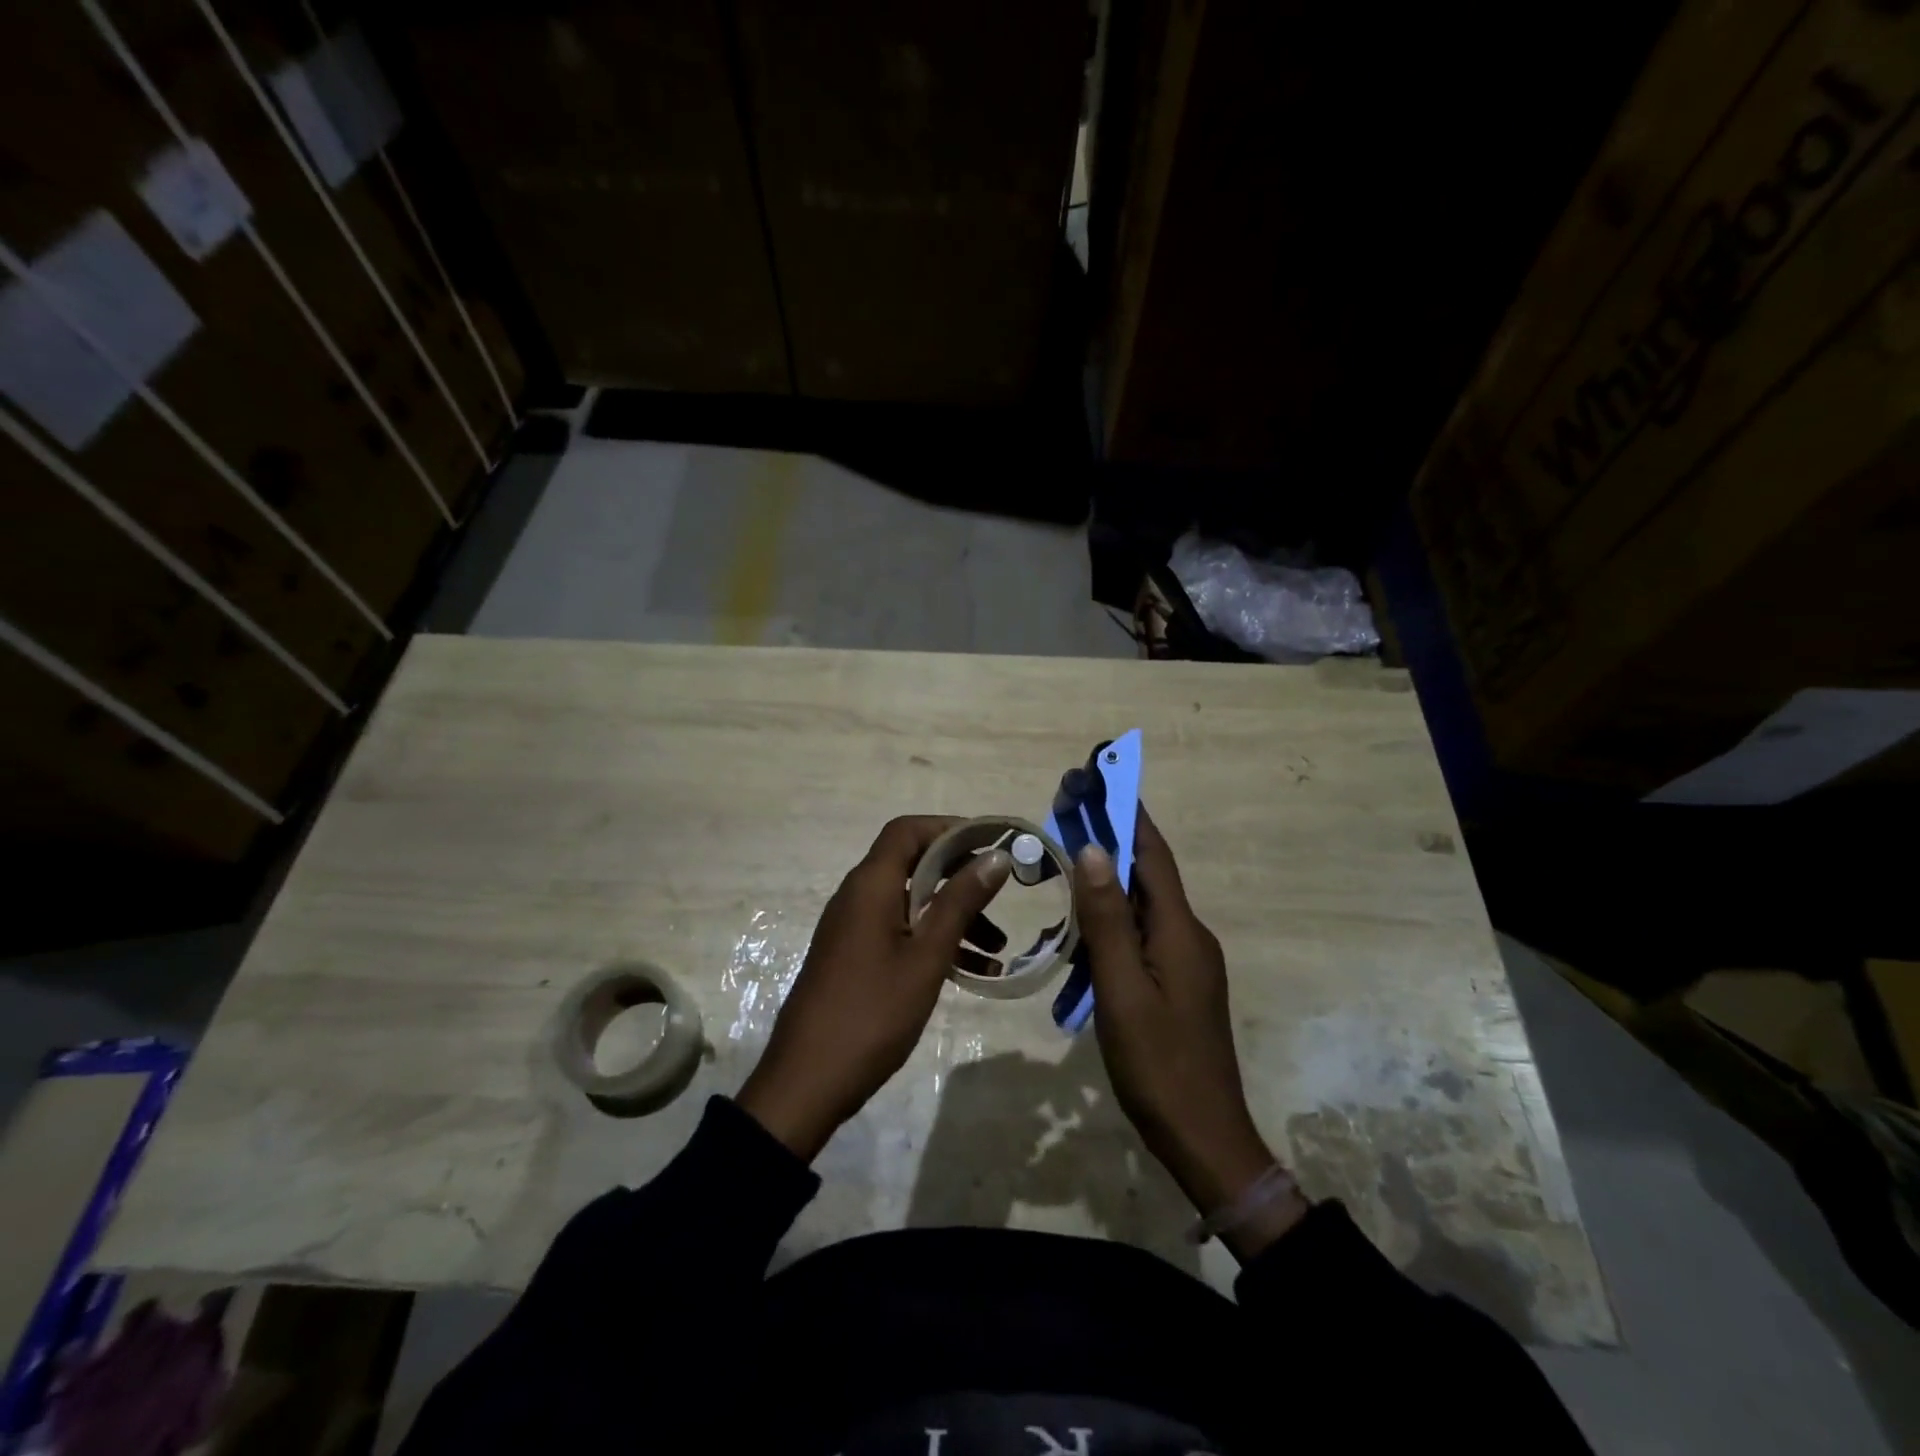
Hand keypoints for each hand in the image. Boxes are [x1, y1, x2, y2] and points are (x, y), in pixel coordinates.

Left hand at [737, 816, 1009, 1160]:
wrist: (807, 1082)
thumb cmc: (872, 1012)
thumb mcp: (926, 956)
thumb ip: (960, 903)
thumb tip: (995, 858)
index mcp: (870, 885)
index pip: (908, 831)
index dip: (949, 828)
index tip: (991, 843)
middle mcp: (858, 896)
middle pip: (913, 864)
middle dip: (960, 875)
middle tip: (1002, 892)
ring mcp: (854, 928)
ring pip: (912, 903)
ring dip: (953, 916)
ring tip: (998, 947)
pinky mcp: (854, 957)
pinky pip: (901, 933)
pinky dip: (934, 942)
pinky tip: (972, 972)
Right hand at [1074, 809, 1308, 1258]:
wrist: (1205, 1140)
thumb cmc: (1158, 1065)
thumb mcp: (1121, 990)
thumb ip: (1107, 920)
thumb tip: (1094, 850)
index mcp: (1180, 931)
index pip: (1152, 856)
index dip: (1128, 815)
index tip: (1102, 778)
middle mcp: (1189, 936)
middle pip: (1146, 879)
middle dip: (1108, 848)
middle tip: (1066, 822)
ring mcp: (1187, 962)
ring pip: (1139, 913)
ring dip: (1103, 895)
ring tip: (1062, 886)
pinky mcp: (1179, 985)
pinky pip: (1141, 942)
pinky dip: (1110, 932)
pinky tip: (1080, 948)